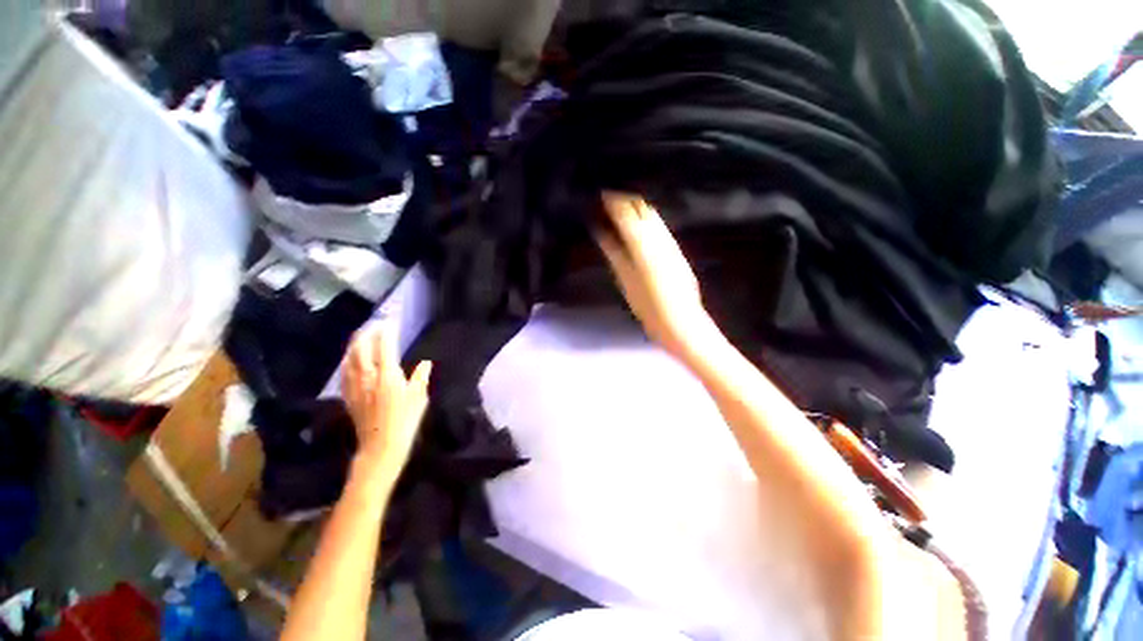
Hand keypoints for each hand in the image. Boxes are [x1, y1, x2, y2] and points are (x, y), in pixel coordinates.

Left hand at [341, 322, 432, 477]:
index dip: (386, 332)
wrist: (380, 447)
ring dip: (354, 344)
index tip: (390, 322)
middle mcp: (368, 377)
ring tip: (359, 336)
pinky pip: (345, 373)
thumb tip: (425, 363)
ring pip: (350, 359)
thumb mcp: (419, 398)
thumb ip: (421, 378)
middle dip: (366, 334)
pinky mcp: (349, 397)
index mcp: (388, 376)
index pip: (384, 347)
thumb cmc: (405, 422)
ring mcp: (355, 387)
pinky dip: (347, 361)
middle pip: (361, 350)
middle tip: (373, 324)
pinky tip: (348, 359)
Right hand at [596, 192, 721, 360]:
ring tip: (618, 206)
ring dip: (635, 205)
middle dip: (624, 197)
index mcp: (642, 240)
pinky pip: (659, 224)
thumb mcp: (625, 278)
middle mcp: (659, 234)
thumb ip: (613, 250)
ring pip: (651, 212)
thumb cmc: (648, 305)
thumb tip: (600, 228)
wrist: (682, 322)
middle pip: (640, 205)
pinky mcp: (676, 249)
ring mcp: (670, 240)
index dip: (612, 198)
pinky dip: (645, 217)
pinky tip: (638, 223)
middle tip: (606, 197)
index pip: (625, 209)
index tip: (598, 191)